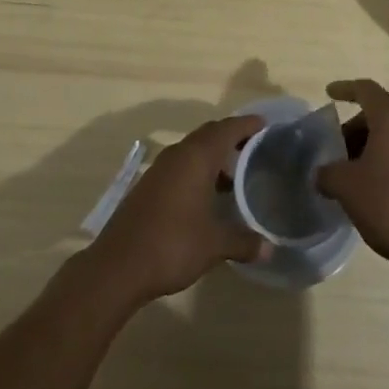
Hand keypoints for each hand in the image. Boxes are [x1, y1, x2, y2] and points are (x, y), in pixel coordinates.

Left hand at [84, 115, 267, 304]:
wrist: (119, 264)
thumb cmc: (172, 244)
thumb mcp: (214, 244)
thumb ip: (243, 242)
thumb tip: (269, 248)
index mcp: (197, 157)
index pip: (227, 129)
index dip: (247, 125)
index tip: (266, 126)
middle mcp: (178, 154)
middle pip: (209, 134)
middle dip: (231, 138)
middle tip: (254, 149)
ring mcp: (160, 169)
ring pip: (193, 150)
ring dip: (213, 157)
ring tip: (235, 176)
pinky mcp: (149, 185)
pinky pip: (180, 166)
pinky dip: (198, 171)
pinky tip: (207, 197)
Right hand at [316, 79, 388, 274]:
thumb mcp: (346, 187)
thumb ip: (327, 172)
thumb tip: (321, 173)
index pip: (365, 89)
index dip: (344, 89)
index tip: (329, 94)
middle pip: (379, 113)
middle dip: (354, 128)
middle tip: (336, 150)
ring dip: (371, 145)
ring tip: (352, 172)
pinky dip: (388, 157)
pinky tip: (374, 185)